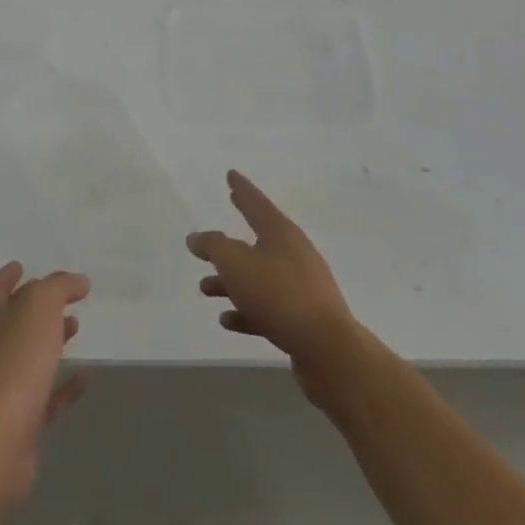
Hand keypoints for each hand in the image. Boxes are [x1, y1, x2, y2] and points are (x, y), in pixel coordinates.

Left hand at [0, 263, 89, 510]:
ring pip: (28, 356)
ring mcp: (1, 388)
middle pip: (12, 321)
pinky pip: (44, 396)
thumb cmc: (14, 365)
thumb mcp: (39, 309)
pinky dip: (62, 384)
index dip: (8, 276)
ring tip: (76, 328)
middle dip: (35, 307)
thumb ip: (58, 288)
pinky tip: (84, 378)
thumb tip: (77, 280)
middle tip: (63, 297)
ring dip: (50, 340)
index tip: (23, 265)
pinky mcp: (18, 422)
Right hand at [188, 170, 360, 387]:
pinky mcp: (303, 319)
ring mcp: (302, 288)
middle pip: (257, 242)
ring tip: (206, 288)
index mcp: (281, 233)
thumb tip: (197, 237)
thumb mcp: (235, 263)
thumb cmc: (278, 294)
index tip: (231, 175)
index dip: (242, 189)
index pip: (256, 203)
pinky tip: (227, 320)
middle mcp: (294, 254)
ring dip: (231, 282)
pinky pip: (268, 308)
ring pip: (259, 278)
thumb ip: (213, 246)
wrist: (327, 350)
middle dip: (229, 244)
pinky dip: (246, 311)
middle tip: (212, 237)